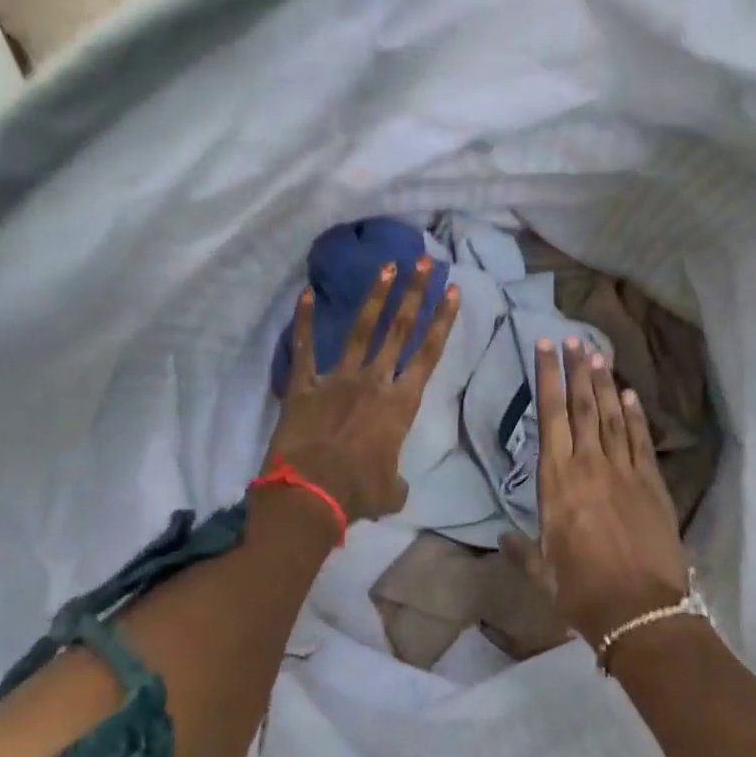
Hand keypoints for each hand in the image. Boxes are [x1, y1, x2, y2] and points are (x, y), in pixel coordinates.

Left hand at [264, 259, 459, 524]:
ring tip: (387, 266)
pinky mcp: (303, 386)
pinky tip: (306, 294)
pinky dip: (305, 321)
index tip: (452, 290)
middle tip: (424, 262)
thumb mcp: (391, 492)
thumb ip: (397, 480)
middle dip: (414, 293)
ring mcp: (336, 379)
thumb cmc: (357, 493)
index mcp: (400, 404)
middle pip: (399, 330)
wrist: (309, 494)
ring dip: (375, 297)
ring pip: (360, 330)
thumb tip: (394, 485)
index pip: (428, 353)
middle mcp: (373, 382)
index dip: (442, 320)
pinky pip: (304, 348)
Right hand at [529, 338, 688, 647]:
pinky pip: (642, 441)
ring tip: (597, 355)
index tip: (545, 349)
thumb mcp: (542, 574)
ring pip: (613, 417)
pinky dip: (636, 415)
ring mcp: (625, 472)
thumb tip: (503, 538)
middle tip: (574, 339)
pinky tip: (631, 395)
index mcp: (556, 483)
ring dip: (605, 384)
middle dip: (577, 370)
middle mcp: (589, 466)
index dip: (547, 379)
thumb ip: (522, 551)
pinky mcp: (653, 485)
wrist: (640, 611)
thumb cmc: (581, 593)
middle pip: (583, 407)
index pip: (550, 417)